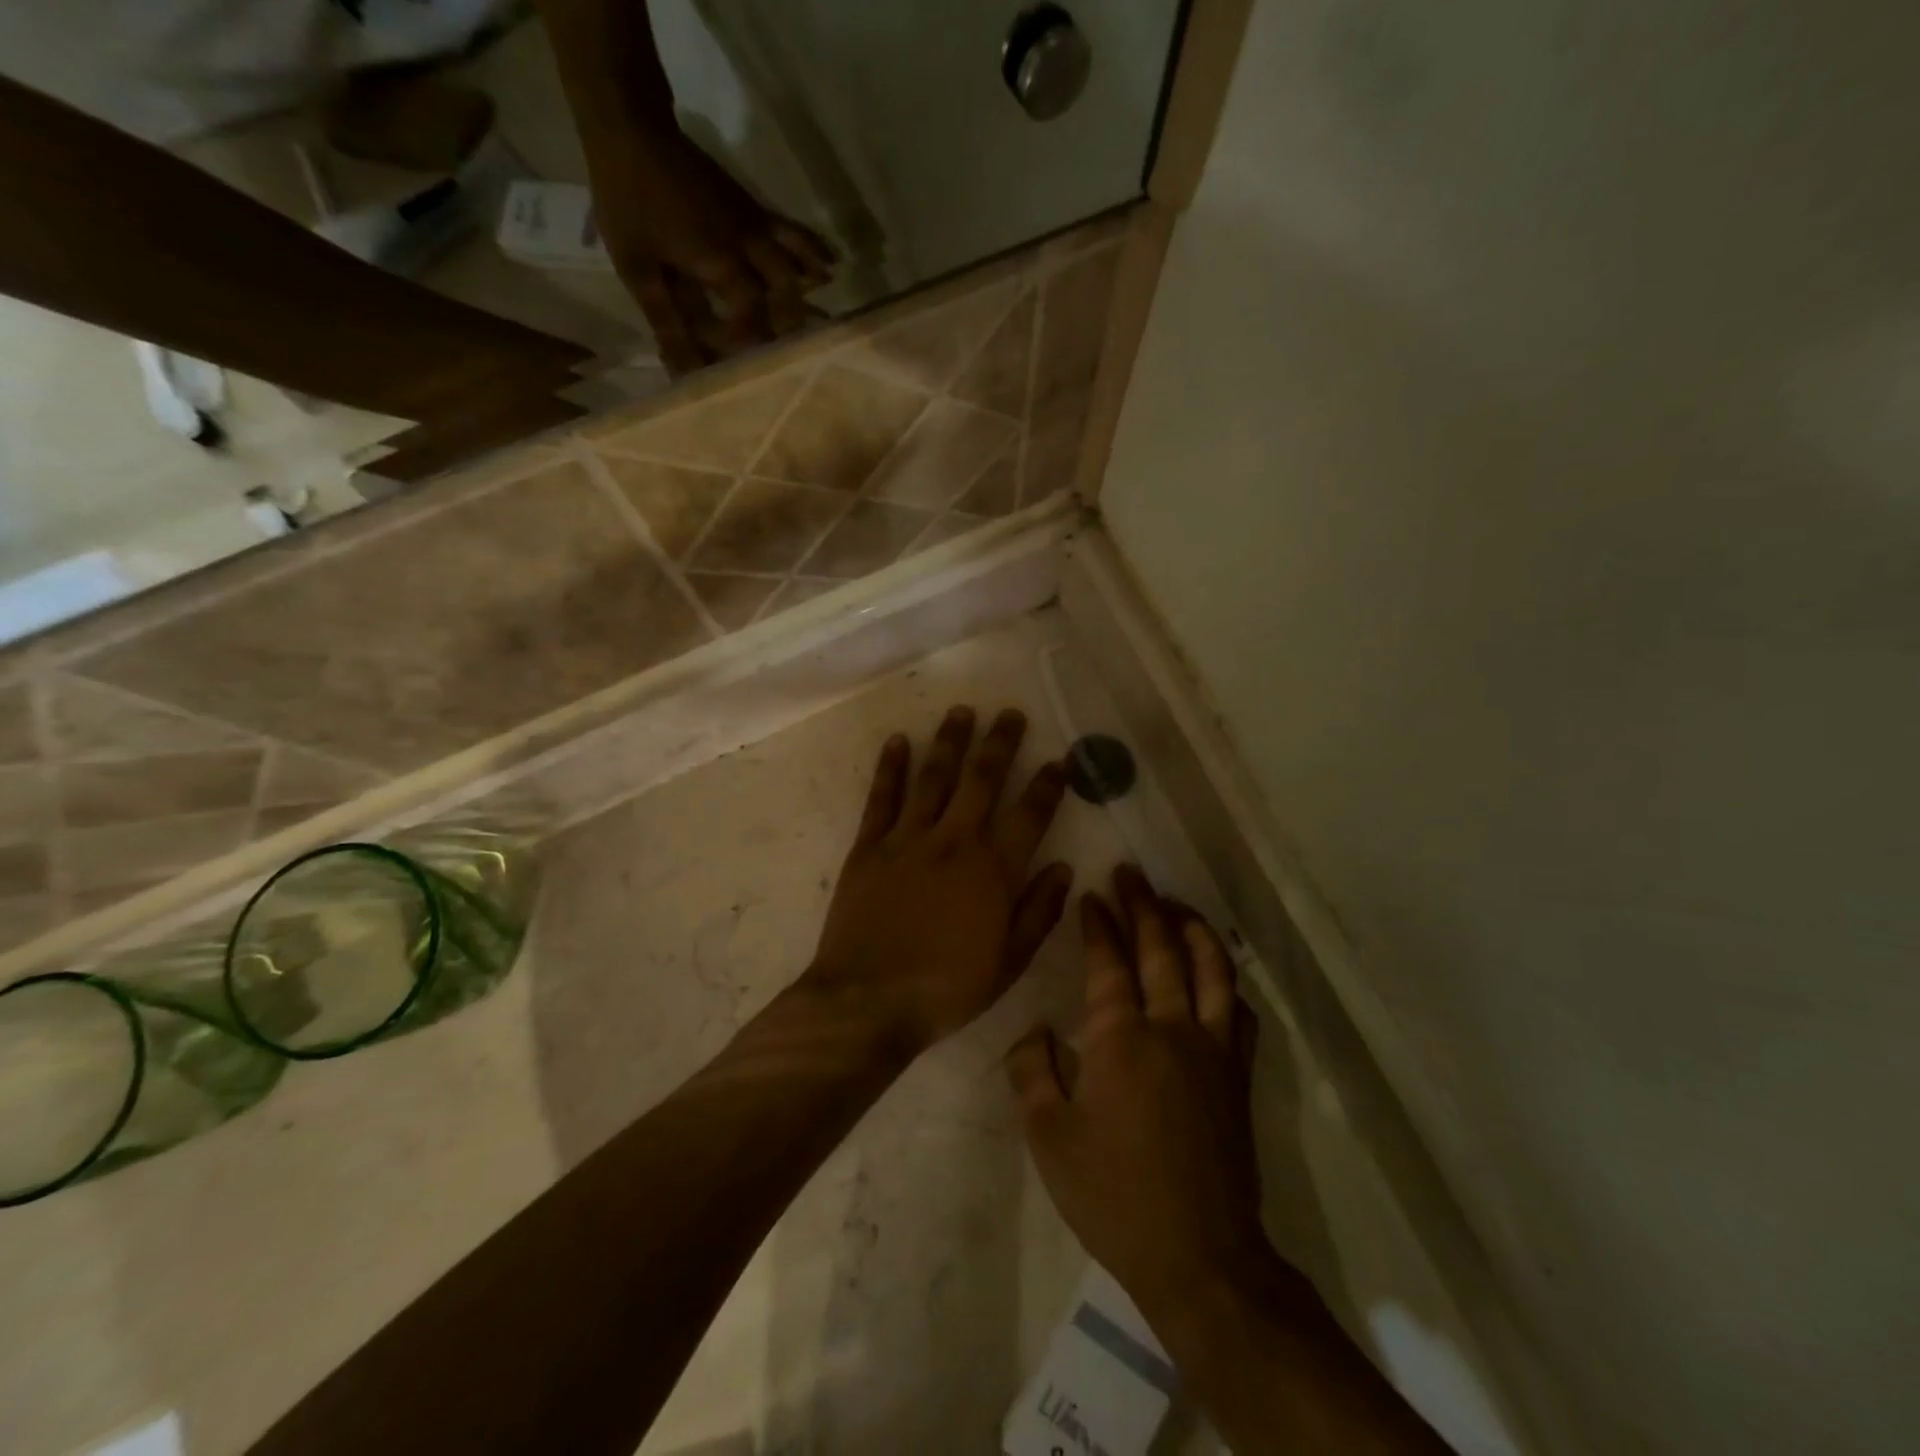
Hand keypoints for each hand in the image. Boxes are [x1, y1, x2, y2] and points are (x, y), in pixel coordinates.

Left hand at [588, 130, 835, 374]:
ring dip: (810, 296)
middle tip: (794, 358)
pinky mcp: (755, 209)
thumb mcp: (638, 269)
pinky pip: (794, 234)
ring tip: (823, 325)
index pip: (752, 317)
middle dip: (791, 329)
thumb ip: (666, 323)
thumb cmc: (628, 201)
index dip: (750, 346)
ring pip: (798, 265)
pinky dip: (814, 253)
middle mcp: (750, 248)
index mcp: (723, 264)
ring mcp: (757, 226)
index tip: (745, 370)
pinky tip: (830, 269)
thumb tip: (682, 375)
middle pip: (786, 295)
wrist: (631, 125)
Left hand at [807, 707, 1074, 1058]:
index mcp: (992, 871)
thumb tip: (1063, 868)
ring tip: (962, 712)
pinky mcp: (869, 847)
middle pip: (982, 781)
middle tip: (1011, 714)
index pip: (1029, 815)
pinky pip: (882, 798)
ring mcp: (907, 840)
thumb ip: (1038, 912)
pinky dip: (890, 768)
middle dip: (1000, 744)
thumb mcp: (1007, 963)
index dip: (1048, 785)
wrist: (868, 1001)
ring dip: (950, 742)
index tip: (1060, 760)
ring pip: (934, 778)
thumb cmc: (945, 989)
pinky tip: (899, 741)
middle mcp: (953, 842)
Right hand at [1008, 867, 1266, 1319]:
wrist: (1199, 1256)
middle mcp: (1172, 1028)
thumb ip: (1032, 1073)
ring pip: (1212, 969)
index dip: (1099, 924)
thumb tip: (1034, 1031)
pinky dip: (1226, 981)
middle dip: (1144, 905)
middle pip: (1162, 949)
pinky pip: (1240, 1011)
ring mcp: (1213, 1050)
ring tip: (1176, 905)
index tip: (1091, 897)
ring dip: (1192, 929)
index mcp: (1121, 1039)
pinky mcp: (1238, 1076)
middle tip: (1131, 874)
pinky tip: (1216, 974)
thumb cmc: (1113, 1195)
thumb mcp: (1048, 1138)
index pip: (1109, 962)